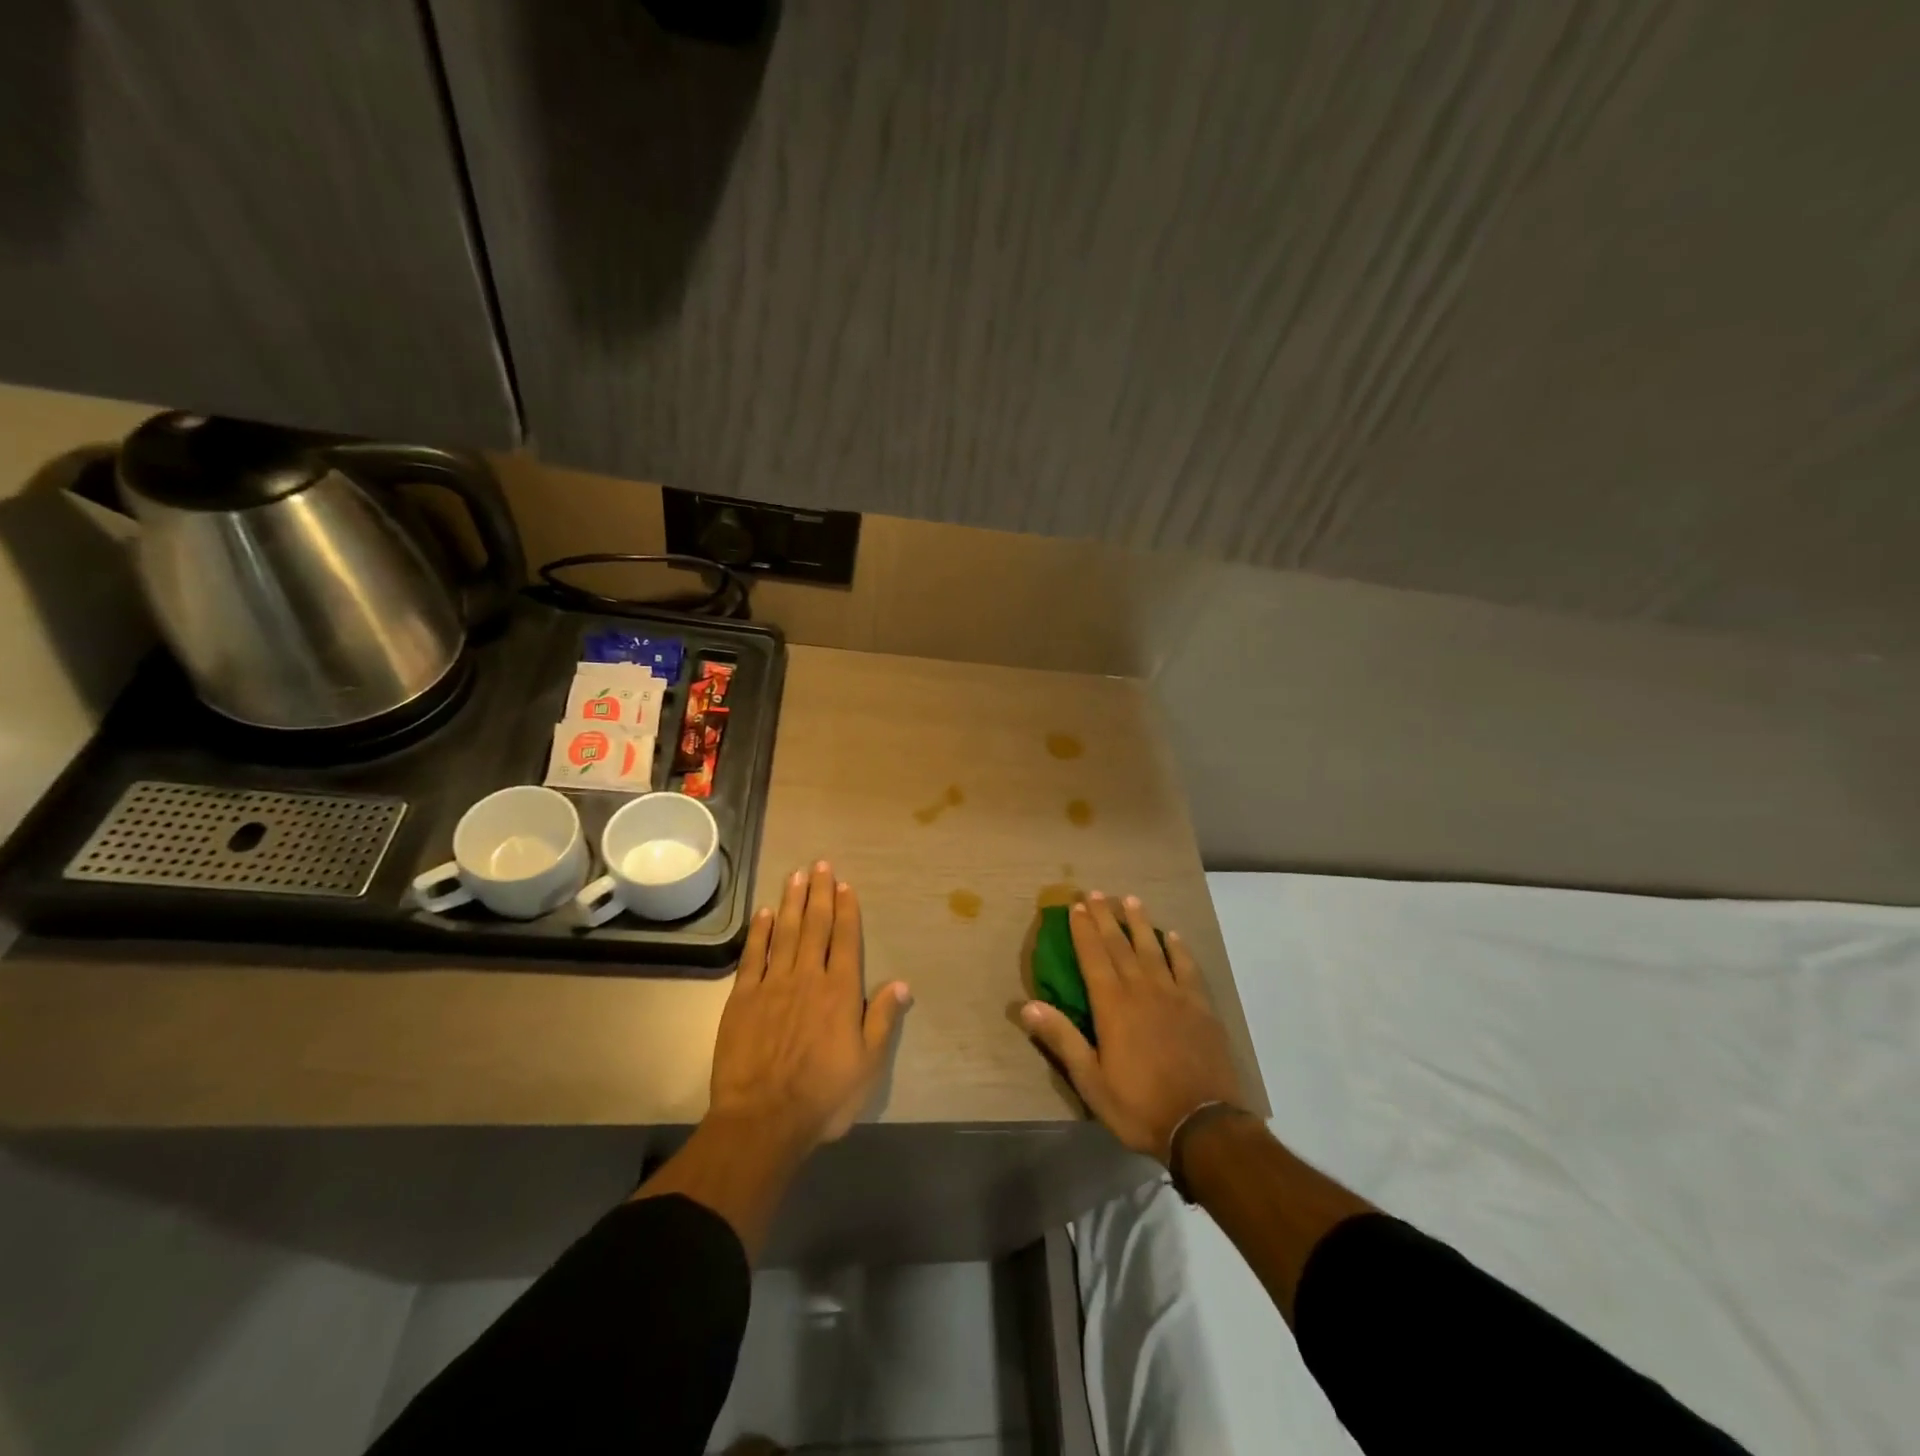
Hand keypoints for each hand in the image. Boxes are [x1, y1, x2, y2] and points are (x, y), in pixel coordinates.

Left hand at [709, 861, 911, 1150]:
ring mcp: (773, 985)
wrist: (763, 1120)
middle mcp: (808, 977)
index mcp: (840, 991)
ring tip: (795, 875)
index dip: (846, 910)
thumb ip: (882, 1020)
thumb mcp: (868, 1065)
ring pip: (785, 933)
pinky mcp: (743, 998)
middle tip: (820, 864)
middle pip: (815, 926)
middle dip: (819, 893)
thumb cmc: (824, 1096)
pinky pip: (753, 956)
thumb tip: (901, 984)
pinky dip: (760, 932)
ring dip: (791, 902)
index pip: (846, 939)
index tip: (844, 885)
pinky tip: (764, 913)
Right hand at [1021, 891, 1242, 1162]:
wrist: (1203, 1126)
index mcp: (1113, 1006)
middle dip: (1106, 918)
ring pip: (1154, 949)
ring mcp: (1175, 996)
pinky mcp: (1201, 1008)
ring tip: (1130, 900)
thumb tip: (1027, 1005)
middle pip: (1121, 945)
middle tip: (1096, 893)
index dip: (1083, 931)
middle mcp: (1142, 990)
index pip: (1093, 957)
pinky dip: (1178, 949)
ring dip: (1140, 923)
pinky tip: (1173, 936)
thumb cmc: (1139, 1105)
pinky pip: (1187, 968)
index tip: (1076, 907)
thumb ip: (1062, 1039)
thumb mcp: (1091, 1081)